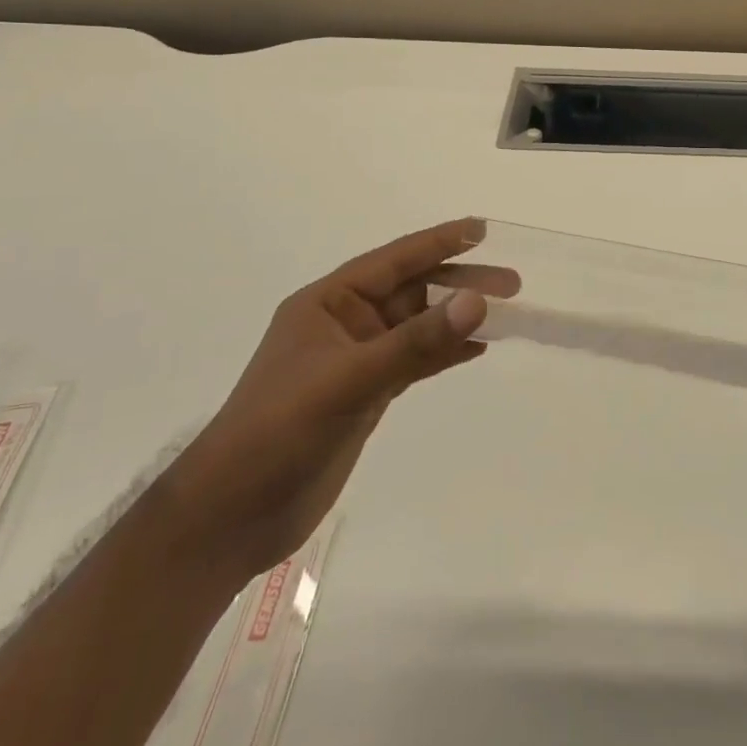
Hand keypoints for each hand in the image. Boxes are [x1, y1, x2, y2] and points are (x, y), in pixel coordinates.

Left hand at [163, 218, 517, 580]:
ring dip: (458, 318)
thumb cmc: (280, 432)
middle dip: (460, 284)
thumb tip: (478, 301)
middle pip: (413, 292)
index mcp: (328, 303)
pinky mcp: (365, 394)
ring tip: (507, 313)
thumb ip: (416, 342)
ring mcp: (356, 360)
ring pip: (418, 326)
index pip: (394, 262)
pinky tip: (477, 348)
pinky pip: (415, 360)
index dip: (439, 242)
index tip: (482, 230)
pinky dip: (445, 352)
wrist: (233, 516)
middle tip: (513, 284)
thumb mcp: (350, 381)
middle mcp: (344, 324)